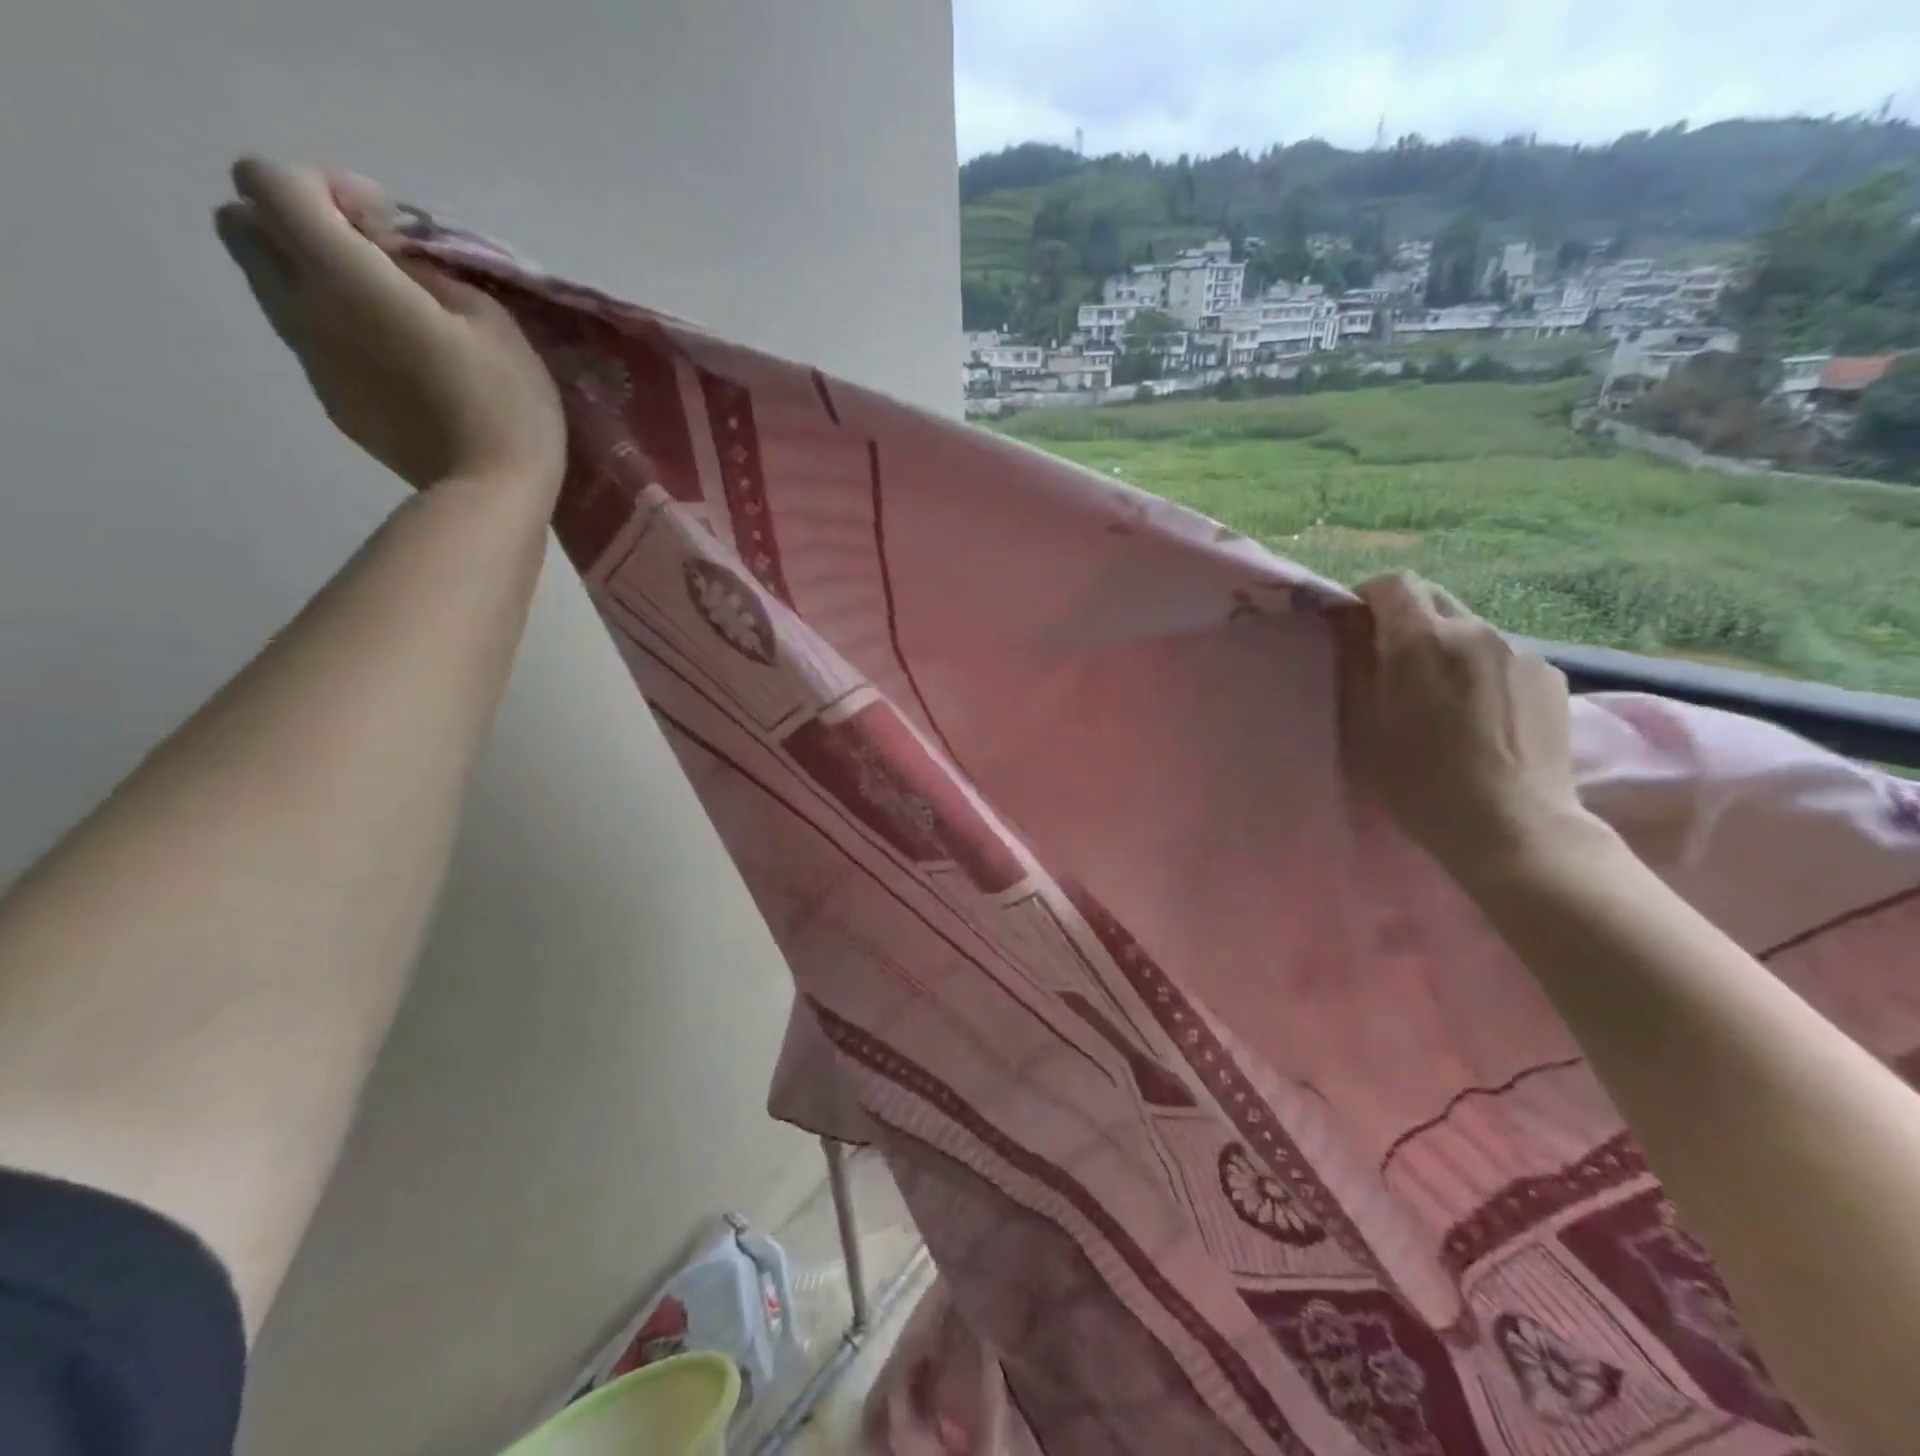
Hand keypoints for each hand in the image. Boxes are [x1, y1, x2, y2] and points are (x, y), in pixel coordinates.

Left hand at [214, 158, 564, 494]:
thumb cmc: (506, 404)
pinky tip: (405, 366)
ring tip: (395, 315)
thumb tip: (395, 261)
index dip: (324, 186)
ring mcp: (313, 362)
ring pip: (273, 287)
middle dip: (297, 223)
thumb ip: (429, 272)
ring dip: (318, 280)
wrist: (492, 494)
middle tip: (372, 258)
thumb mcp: (493, 319)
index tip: (385, 227)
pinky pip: (314, 343)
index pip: (269, 182)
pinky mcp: (333, 402)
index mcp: (344, 278)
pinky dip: (342, 333)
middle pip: (242, 226)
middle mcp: (305, 310)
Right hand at [1332, 572, 1587, 878]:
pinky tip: (1481, 715)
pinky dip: (1481, 670)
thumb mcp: (1366, 726)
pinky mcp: (1551, 677)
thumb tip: (1352, 634)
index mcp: (1421, 640)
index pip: (1393, 583)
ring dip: (1446, 646)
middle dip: (1406, 619)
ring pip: (1470, 629)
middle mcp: (1475, 630)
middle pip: (1434, 598)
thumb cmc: (1420, 781)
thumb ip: (1358, 668)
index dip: (1368, 598)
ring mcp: (1520, 651)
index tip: (1356, 629)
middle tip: (1391, 664)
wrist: (1513, 827)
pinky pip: (1503, 656)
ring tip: (1440, 697)